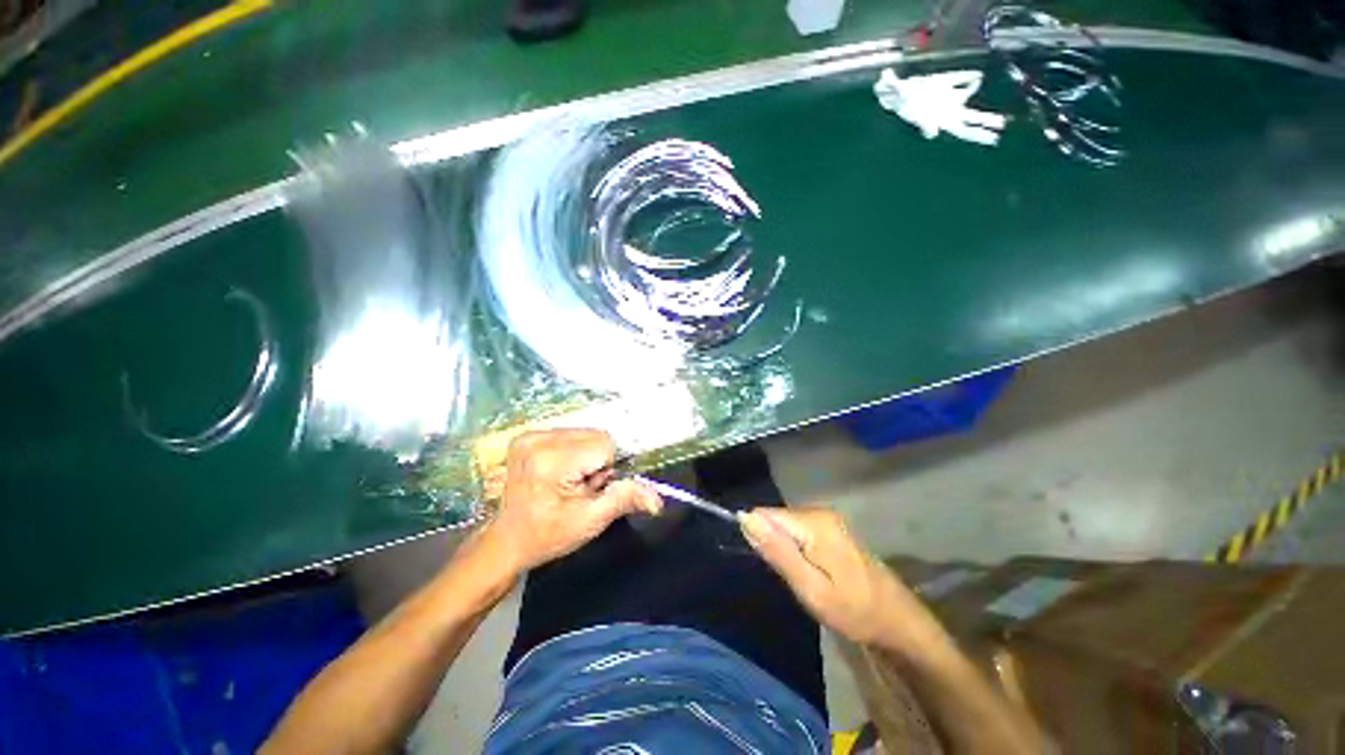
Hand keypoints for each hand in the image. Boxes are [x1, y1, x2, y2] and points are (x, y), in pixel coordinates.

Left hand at [486, 429, 660, 571]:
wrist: (506, 540)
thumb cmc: (547, 535)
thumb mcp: (590, 521)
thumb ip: (624, 499)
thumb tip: (657, 498)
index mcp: (550, 461)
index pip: (604, 445)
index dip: (606, 469)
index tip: (591, 489)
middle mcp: (537, 440)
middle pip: (595, 435)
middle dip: (597, 460)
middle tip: (579, 487)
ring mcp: (529, 436)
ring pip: (585, 433)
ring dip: (586, 455)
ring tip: (569, 480)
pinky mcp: (527, 436)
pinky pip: (570, 434)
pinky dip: (574, 451)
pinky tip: (560, 471)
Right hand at [740, 507, 931, 648]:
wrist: (898, 621)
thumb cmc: (855, 611)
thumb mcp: (811, 589)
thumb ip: (778, 552)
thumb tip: (745, 517)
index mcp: (814, 522)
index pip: (765, 514)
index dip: (759, 538)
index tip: (769, 566)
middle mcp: (819, 511)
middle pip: (776, 519)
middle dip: (773, 546)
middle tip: (791, 578)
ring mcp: (827, 518)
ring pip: (786, 526)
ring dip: (785, 550)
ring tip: (800, 578)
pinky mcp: (831, 527)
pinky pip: (798, 531)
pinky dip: (796, 550)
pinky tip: (810, 571)